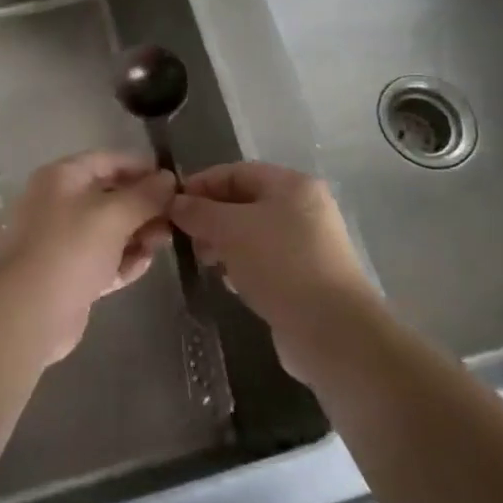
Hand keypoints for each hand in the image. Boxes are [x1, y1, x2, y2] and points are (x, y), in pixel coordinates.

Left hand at [0, 151, 175, 363]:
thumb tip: (168, 179)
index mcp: (62, 178)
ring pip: (109, 230)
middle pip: (110, 196)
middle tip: (175, 217)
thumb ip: (145, 195)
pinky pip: (103, 259)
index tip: (173, 181)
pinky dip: (123, 260)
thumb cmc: (71, 248)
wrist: (29, 312)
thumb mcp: (114, 215)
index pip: (108, 161)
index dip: (141, 167)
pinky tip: (145, 265)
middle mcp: (59, 203)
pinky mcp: (69, 274)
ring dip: (137, 234)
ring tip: (164, 242)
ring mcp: (62, 241)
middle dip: (144, 206)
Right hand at [169, 162, 379, 378]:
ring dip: (224, 244)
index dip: (201, 184)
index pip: (236, 172)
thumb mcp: (231, 230)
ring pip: (253, 234)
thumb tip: (175, 203)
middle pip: (244, 202)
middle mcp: (304, 208)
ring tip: (205, 262)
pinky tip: (230, 282)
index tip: (171, 205)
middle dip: (211, 217)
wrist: (332, 331)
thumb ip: (199, 212)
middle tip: (185, 238)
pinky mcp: (307, 277)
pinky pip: (265, 261)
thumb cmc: (280, 264)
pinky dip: (243, 266)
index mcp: (291, 184)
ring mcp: (309, 244)